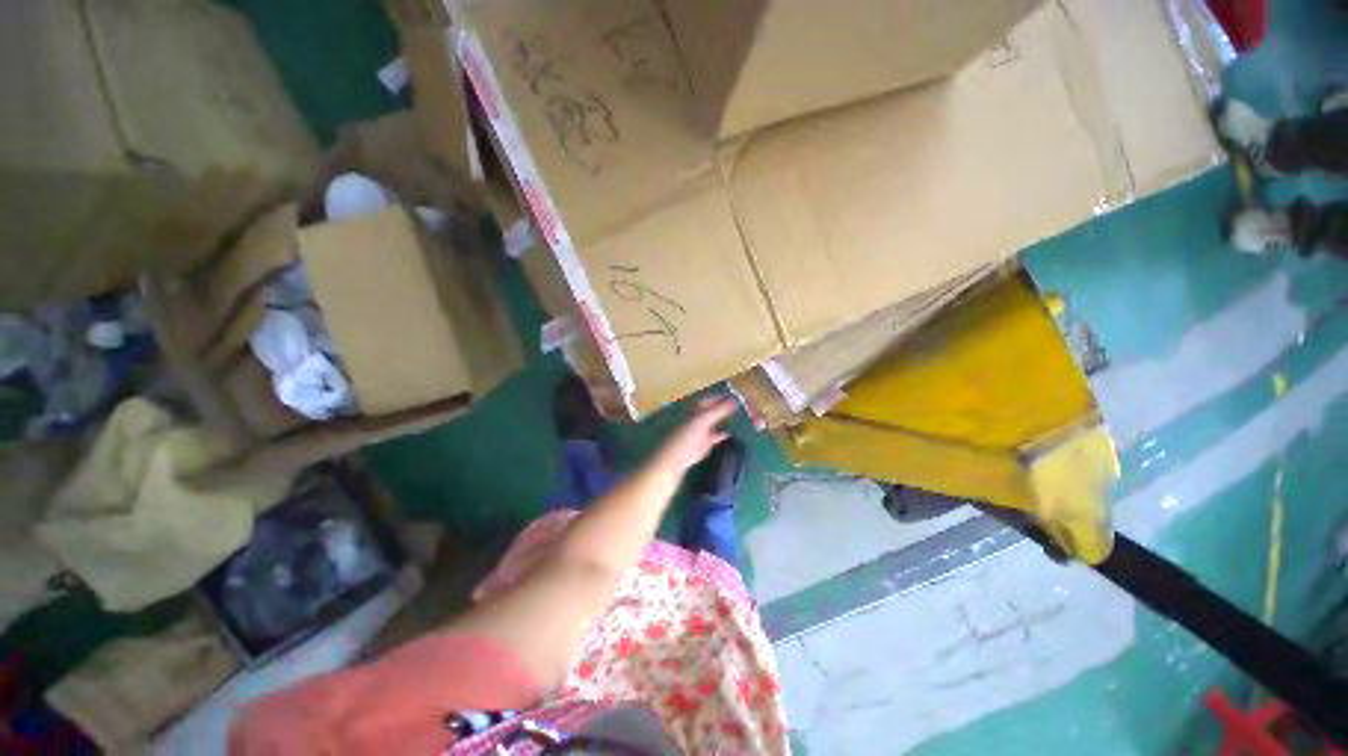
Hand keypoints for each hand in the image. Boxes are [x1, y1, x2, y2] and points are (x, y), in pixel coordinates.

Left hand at [652, 397, 736, 474]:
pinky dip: (722, 434)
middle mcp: (698, 418)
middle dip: (725, 408)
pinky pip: (715, 436)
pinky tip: (730, 434)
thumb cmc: (686, 436)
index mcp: (696, 409)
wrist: (674, 459)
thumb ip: (719, 410)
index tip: (737, 397)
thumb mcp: (703, 419)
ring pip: (714, 423)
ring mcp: (701, 431)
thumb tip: (736, 400)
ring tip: (739, 418)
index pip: (710, 399)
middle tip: (742, 407)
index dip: (722, 397)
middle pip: (713, 410)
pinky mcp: (703, 445)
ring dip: (724, 420)